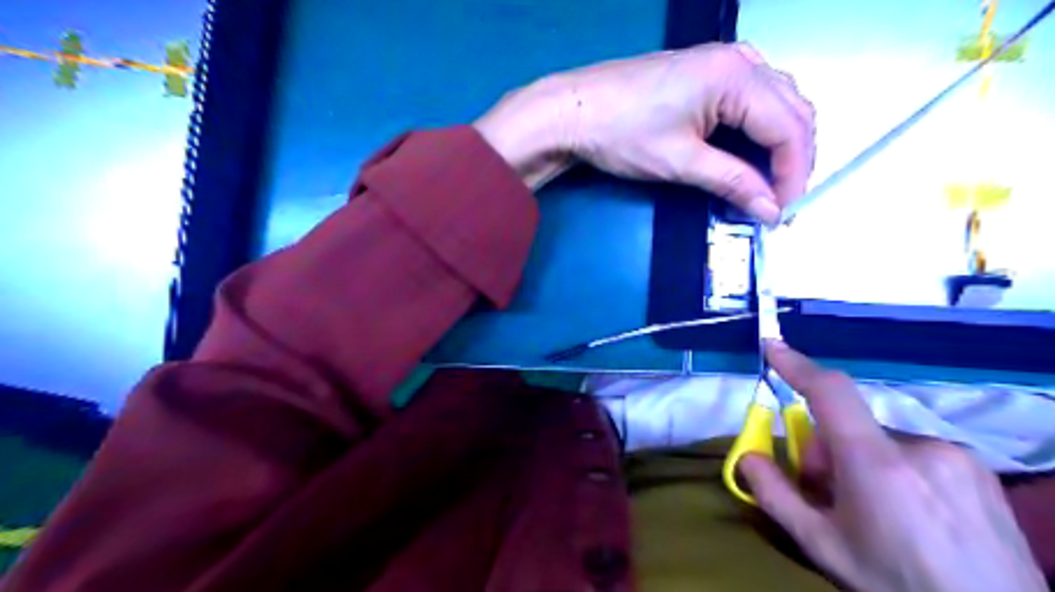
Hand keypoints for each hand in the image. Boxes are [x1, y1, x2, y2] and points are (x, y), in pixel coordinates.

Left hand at [474, 42, 808, 223]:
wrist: (573, 111)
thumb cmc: (622, 134)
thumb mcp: (680, 162)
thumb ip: (732, 182)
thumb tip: (770, 209)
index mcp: (736, 76)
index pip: (789, 127)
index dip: (793, 173)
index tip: (783, 210)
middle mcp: (739, 59)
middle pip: (791, 109)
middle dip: (793, 158)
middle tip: (780, 198)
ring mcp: (722, 60)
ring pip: (776, 101)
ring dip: (780, 141)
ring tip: (769, 181)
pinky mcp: (706, 70)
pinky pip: (753, 96)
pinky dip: (760, 126)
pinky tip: (751, 150)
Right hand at [740, 343, 1044, 590]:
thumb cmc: (896, 584)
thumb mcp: (822, 546)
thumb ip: (775, 495)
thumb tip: (747, 457)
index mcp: (876, 463)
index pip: (830, 392)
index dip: (797, 365)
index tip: (773, 346)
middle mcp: (919, 447)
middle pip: (850, 426)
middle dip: (828, 451)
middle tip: (830, 496)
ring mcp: (956, 456)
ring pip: (883, 441)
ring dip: (865, 461)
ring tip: (877, 511)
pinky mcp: (979, 469)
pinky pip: (918, 452)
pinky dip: (900, 470)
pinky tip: (913, 513)